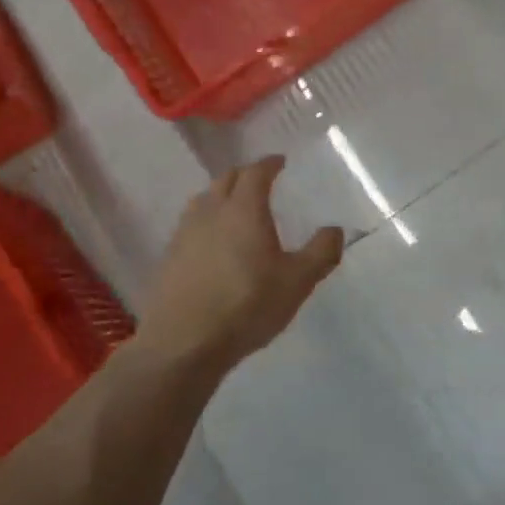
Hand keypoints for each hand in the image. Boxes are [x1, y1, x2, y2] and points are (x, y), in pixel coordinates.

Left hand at [134, 156, 344, 372]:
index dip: (269, 164)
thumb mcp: (297, 282)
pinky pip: (190, 224)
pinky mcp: (169, 257)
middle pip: (226, 179)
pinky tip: (212, 241)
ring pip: (203, 199)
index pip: (256, 172)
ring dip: (221, 195)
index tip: (279, 162)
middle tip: (260, 181)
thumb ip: (321, 252)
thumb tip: (335, 229)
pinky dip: (206, 220)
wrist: (184, 343)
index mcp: (244, 209)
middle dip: (245, 175)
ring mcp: (185, 233)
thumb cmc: (247, 306)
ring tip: (235, 207)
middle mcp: (211, 212)